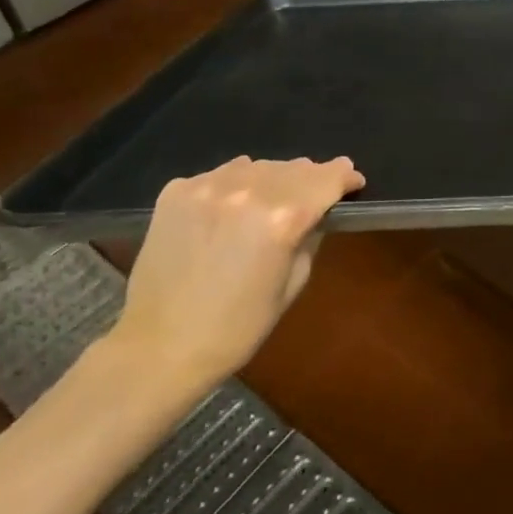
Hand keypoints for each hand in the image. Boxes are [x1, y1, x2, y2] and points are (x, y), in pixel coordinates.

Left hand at [106, 155, 364, 396]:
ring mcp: (208, 187)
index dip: (345, 177)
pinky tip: (231, 207)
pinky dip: (235, 184)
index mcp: (282, 218)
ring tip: (272, 198)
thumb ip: (310, 236)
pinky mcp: (177, 191)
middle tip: (317, 191)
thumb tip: (319, 211)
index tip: (353, 181)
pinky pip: (220, 175)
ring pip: (257, 165)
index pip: (327, 178)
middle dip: (312, 177)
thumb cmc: (238, 327)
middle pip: (294, 167)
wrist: (159, 348)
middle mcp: (248, 192)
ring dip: (273, 178)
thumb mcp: (292, 284)